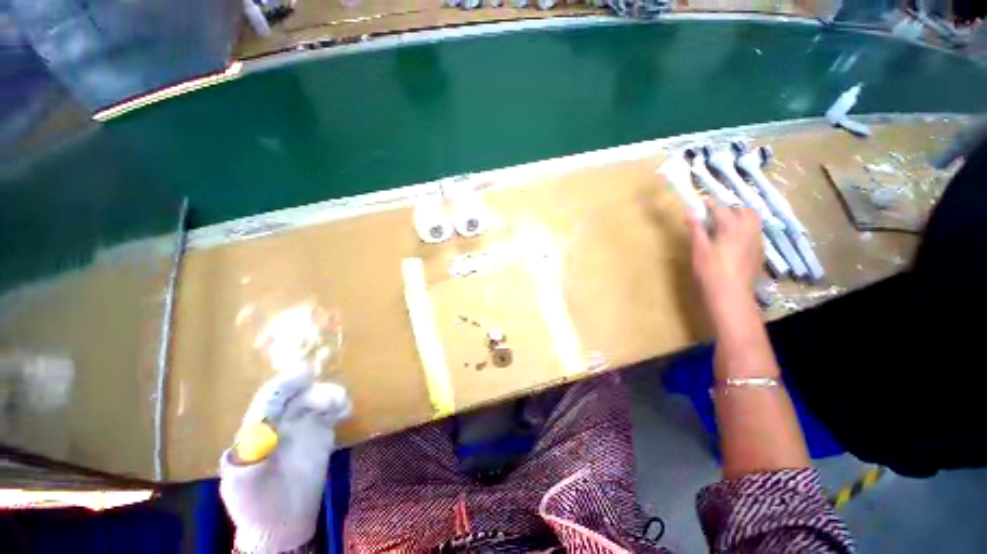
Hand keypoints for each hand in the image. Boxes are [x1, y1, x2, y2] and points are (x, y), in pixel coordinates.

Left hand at [220, 367, 350, 552]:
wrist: (281, 523)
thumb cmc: (256, 504)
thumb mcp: (245, 482)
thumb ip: (251, 455)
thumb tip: (265, 429)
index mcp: (256, 428)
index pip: (270, 398)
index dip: (285, 384)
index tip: (306, 373)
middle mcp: (280, 421)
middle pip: (299, 395)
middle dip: (315, 391)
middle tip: (333, 400)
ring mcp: (302, 426)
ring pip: (317, 399)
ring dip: (331, 396)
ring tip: (341, 406)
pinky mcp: (321, 432)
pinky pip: (332, 411)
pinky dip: (340, 405)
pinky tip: (346, 411)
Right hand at [686, 202, 762, 321]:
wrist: (731, 294)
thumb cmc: (710, 271)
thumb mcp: (698, 248)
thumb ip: (696, 228)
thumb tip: (689, 210)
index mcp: (732, 226)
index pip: (720, 207)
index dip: (708, 204)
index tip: (699, 203)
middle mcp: (749, 229)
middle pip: (742, 210)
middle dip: (727, 208)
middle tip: (711, 216)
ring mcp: (757, 240)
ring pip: (752, 220)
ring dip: (738, 217)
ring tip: (723, 227)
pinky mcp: (759, 251)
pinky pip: (754, 232)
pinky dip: (743, 229)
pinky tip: (732, 241)